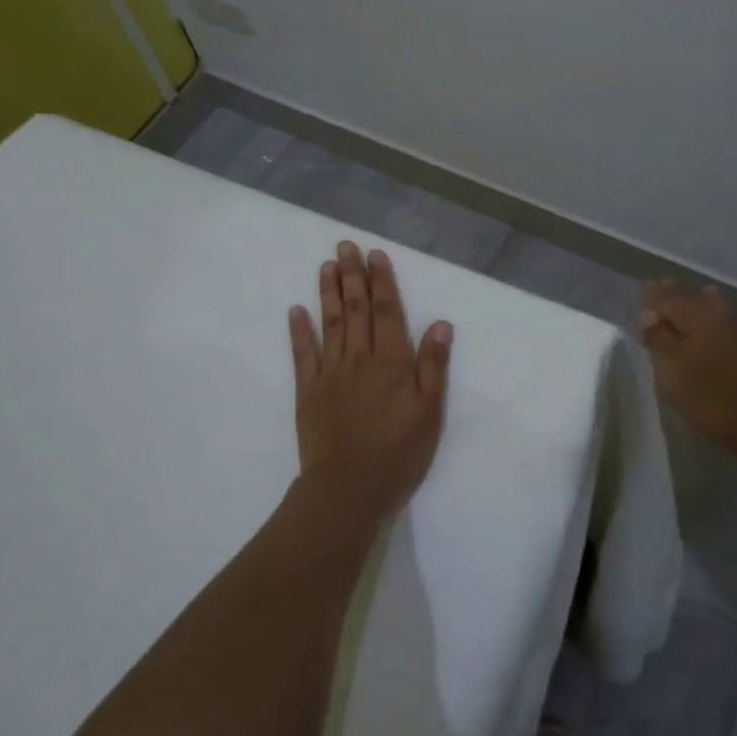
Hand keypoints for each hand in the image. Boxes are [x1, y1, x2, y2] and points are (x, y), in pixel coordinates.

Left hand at [289, 241, 453, 518]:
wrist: (349, 489)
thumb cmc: (399, 453)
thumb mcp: (430, 412)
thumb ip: (433, 365)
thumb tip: (440, 322)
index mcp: (392, 362)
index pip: (387, 311)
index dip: (382, 281)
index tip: (375, 254)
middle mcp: (360, 358)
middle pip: (356, 309)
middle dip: (352, 275)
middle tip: (345, 246)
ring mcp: (330, 373)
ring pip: (330, 324)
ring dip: (328, 293)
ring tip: (326, 265)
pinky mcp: (308, 391)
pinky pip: (303, 354)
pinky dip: (299, 331)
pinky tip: (296, 310)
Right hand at [640, 282, 736, 465]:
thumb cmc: (712, 396)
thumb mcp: (672, 371)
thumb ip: (658, 339)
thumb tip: (649, 314)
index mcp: (697, 315)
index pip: (668, 298)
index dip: (653, 296)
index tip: (643, 291)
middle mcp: (722, 313)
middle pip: (694, 299)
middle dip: (677, 297)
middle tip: (663, 292)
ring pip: (718, 309)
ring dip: (703, 305)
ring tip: (694, 303)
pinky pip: (735, 326)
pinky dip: (723, 324)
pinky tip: (725, 329)